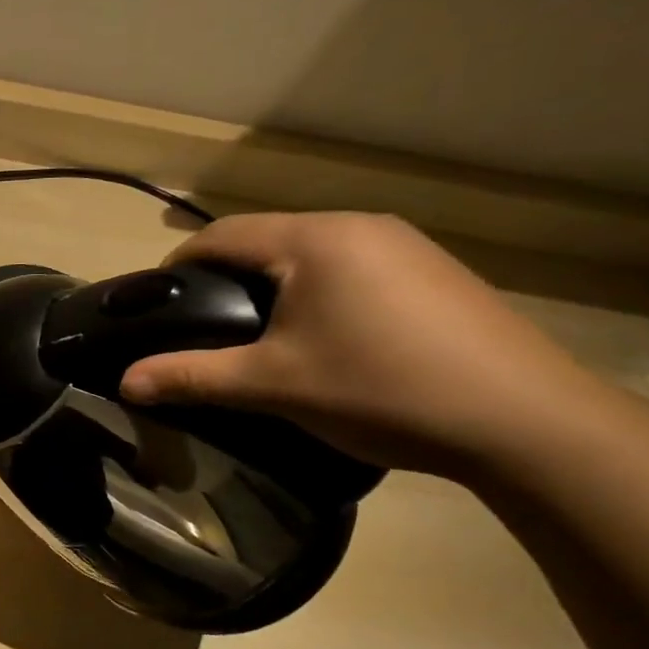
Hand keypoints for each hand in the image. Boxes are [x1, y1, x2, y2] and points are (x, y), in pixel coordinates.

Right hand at [119, 212, 607, 475]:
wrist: (526, 422)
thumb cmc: (380, 389)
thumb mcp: (272, 385)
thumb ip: (191, 376)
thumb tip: (123, 382)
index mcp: (314, 240)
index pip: (221, 235)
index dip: (177, 265)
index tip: (154, 304)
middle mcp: (359, 226)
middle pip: (264, 239)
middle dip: (222, 277)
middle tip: (200, 326)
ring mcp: (403, 246)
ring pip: (308, 254)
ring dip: (270, 285)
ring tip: (255, 335)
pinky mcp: (432, 272)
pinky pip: (349, 268)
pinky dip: (314, 292)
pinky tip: (322, 337)